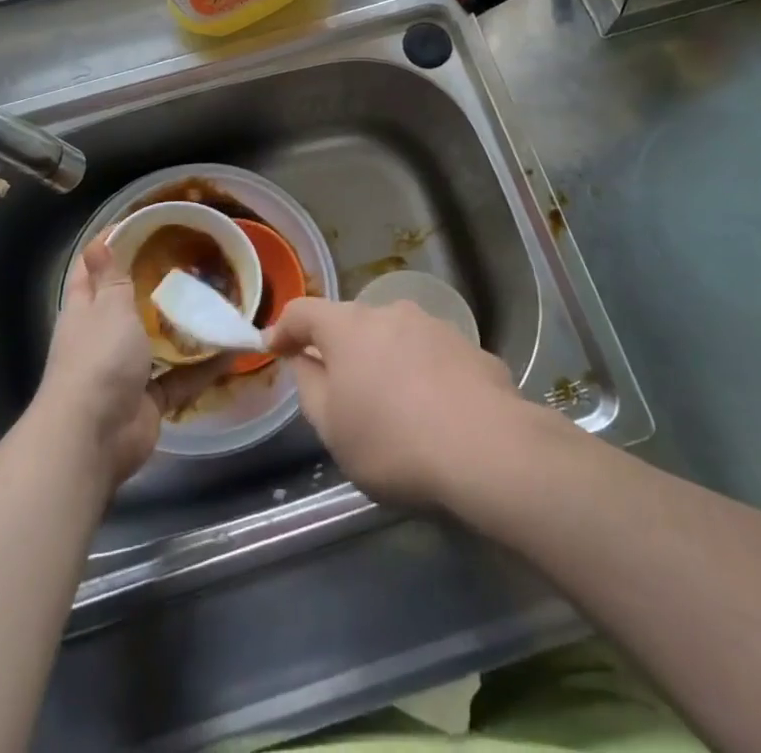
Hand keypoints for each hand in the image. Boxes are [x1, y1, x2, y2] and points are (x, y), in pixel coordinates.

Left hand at [37, 238, 233, 489]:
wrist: (94, 438)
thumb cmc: (98, 360)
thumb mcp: (108, 307)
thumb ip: (111, 277)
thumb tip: (97, 242)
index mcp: (85, 310)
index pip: (92, 270)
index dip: (111, 246)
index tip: (143, 225)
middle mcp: (103, 337)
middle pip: (129, 304)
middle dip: (156, 285)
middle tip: (193, 260)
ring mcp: (126, 370)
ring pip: (158, 341)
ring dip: (183, 326)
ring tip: (217, 299)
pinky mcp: (149, 399)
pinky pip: (180, 377)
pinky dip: (203, 366)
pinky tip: (232, 348)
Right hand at [268, 297, 520, 505]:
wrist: (487, 448)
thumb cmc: (393, 440)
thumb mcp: (332, 428)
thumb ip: (310, 387)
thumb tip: (305, 361)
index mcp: (348, 327)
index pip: (304, 312)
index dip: (284, 328)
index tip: (273, 346)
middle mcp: (389, 313)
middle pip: (352, 323)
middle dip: (340, 349)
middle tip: (337, 387)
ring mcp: (434, 325)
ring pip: (395, 337)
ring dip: (384, 360)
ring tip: (391, 403)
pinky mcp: (470, 347)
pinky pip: (432, 356)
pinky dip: (422, 375)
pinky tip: (434, 412)